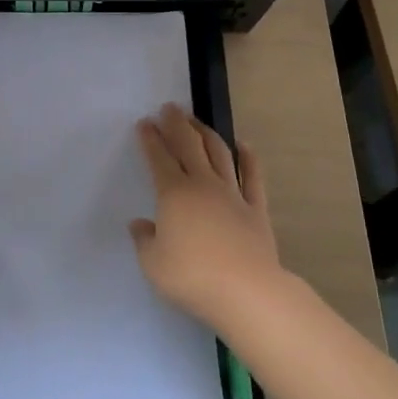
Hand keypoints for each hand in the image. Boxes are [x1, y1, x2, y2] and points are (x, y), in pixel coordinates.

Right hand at [131, 104, 284, 331]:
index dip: (150, 139)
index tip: (144, 123)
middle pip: (189, 145)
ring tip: (197, 121)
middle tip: (169, 108)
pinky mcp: (256, 208)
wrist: (246, 290)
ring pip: (219, 153)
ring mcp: (233, 194)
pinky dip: (249, 158)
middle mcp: (203, 184)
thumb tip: (140, 224)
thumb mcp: (153, 264)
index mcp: (174, 193)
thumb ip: (144, 240)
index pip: (159, 158)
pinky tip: (244, 145)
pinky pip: (253, 177)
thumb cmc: (192, 276)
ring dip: (206, 133)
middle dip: (177, 124)